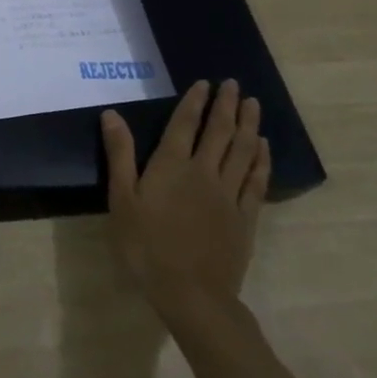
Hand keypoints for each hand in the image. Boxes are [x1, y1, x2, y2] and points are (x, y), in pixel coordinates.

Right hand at [101, 79, 269, 319]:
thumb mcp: (122, 199)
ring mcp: (229, 195)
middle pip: (220, 132)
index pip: (185, 124)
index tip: (206, 83)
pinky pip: (257, 180)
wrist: (191, 294)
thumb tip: (112, 113)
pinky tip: (263, 148)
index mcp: (172, 166)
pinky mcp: (245, 217)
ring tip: (254, 105)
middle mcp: (204, 172)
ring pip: (243, 151)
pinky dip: (261, 160)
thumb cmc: (146, 245)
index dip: (195, 102)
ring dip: (248, 125)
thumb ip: (120, 154)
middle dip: (227, 106)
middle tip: (235, 84)